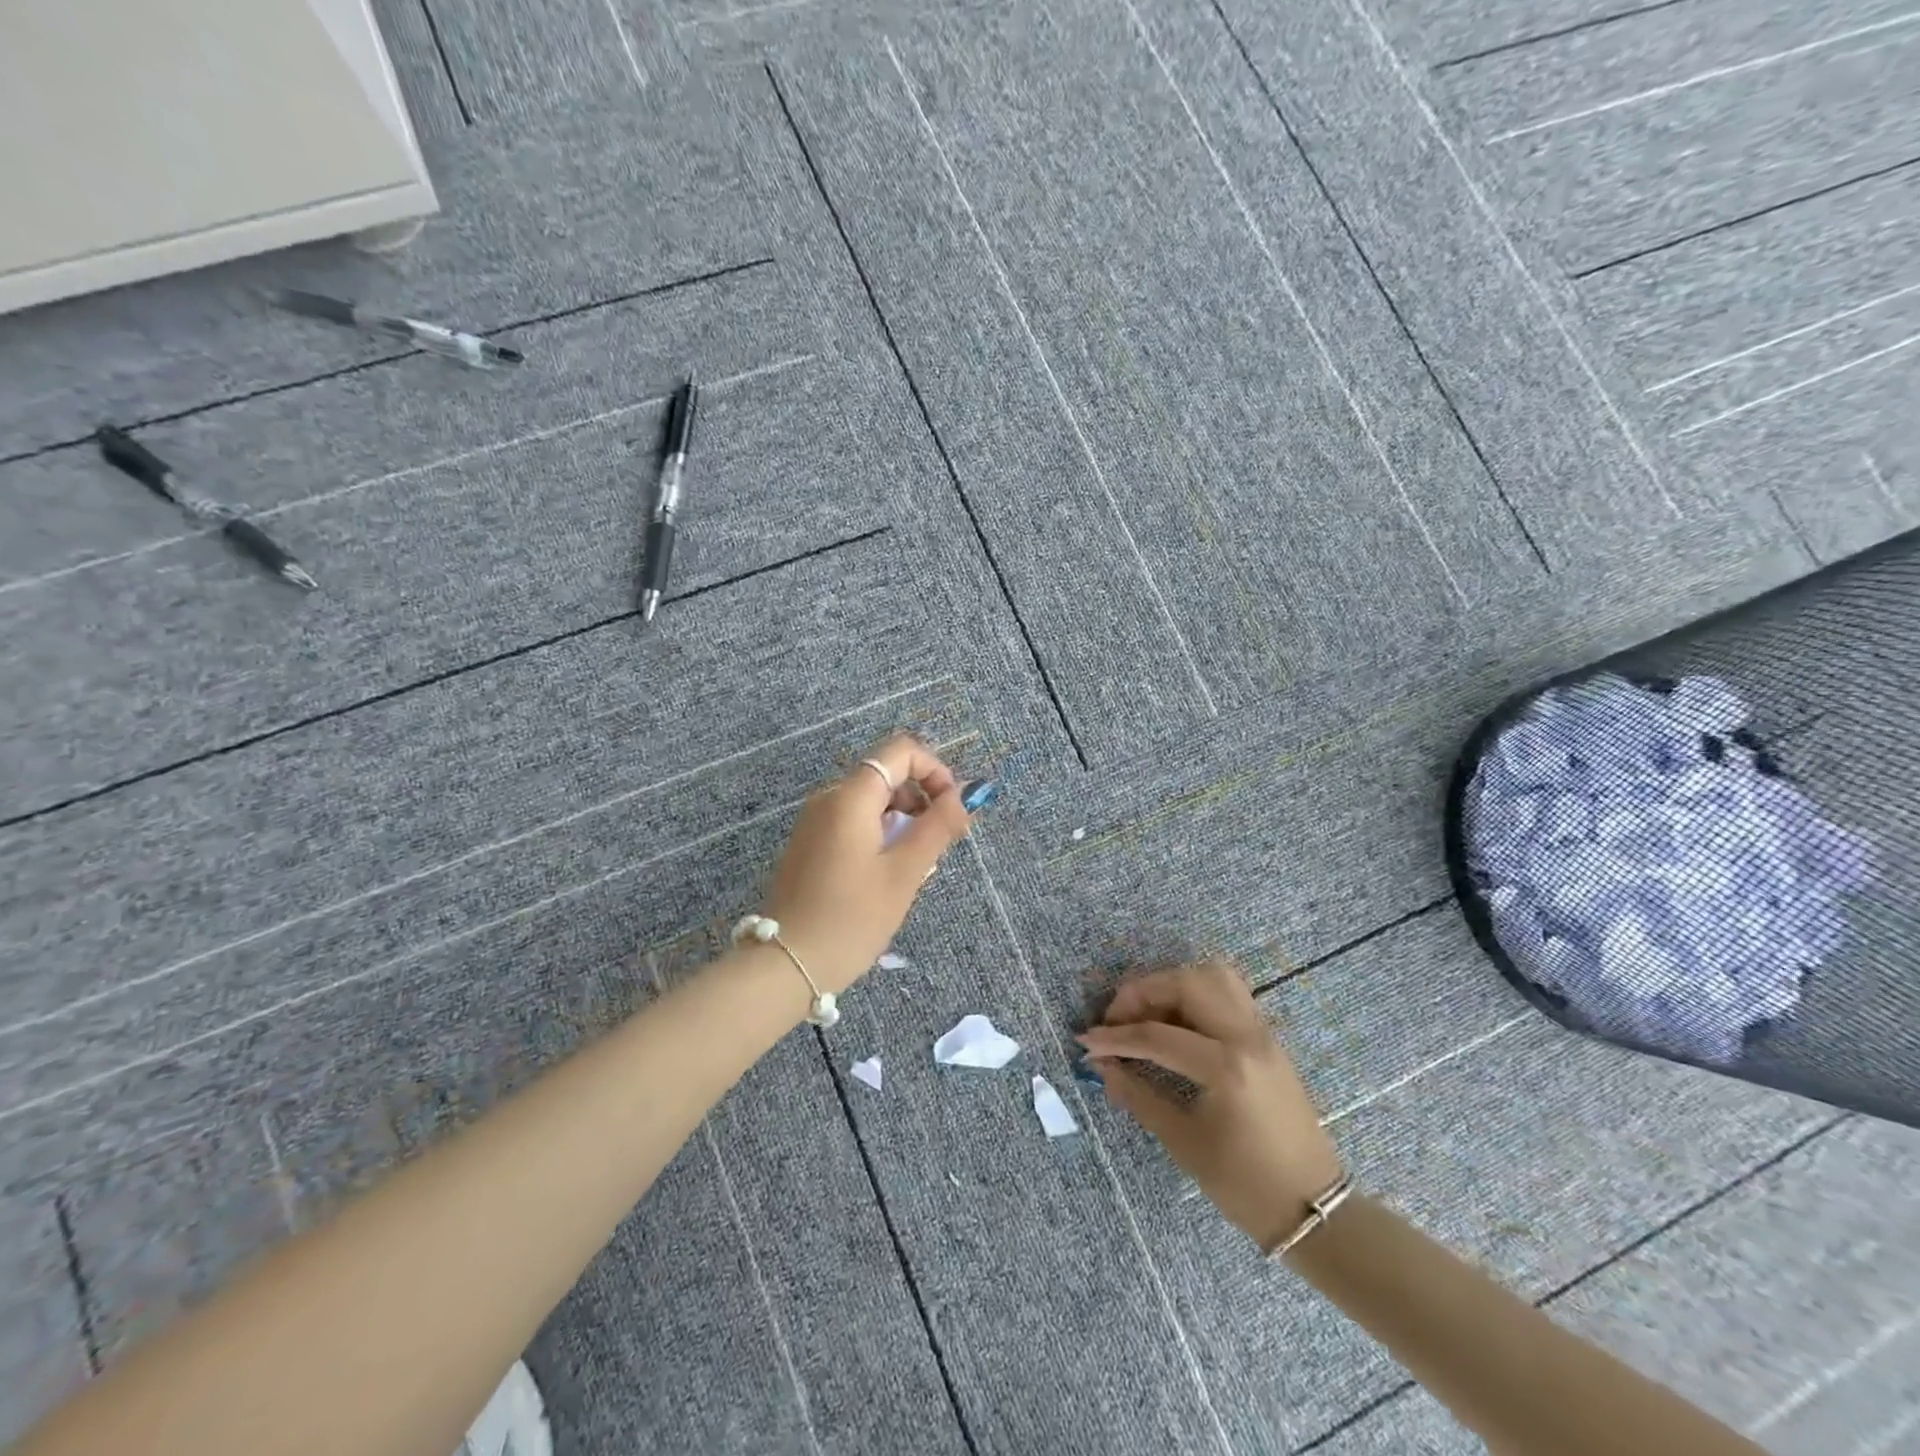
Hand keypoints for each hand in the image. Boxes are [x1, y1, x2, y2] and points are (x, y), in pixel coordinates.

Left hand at [761, 734, 975, 991]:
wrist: (786, 965)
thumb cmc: (851, 918)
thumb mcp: (904, 873)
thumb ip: (938, 826)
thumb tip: (966, 794)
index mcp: (850, 797)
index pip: (900, 752)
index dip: (935, 770)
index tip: (953, 809)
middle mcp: (828, 799)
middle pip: (886, 775)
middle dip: (922, 799)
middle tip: (943, 844)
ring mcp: (814, 822)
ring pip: (872, 802)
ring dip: (903, 821)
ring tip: (917, 866)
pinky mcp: (809, 845)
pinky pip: (854, 823)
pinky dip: (881, 835)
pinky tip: (888, 875)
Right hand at [1078, 960, 1343, 1252]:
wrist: (1314, 1209)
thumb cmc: (1245, 1186)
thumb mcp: (1183, 1143)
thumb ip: (1138, 1095)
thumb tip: (1100, 1066)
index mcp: (1227, 1068)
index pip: (1157, 1035)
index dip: (1115, 1037)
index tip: (1086, 1041)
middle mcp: (1247, 1037)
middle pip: (1186, 983)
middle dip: (1142, 993)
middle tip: (1116, 1020)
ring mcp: (1263, 1033)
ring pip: (1212, 975)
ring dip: (1171, 984)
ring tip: (1146, 1013)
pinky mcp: (1268, 1038)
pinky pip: (1229, 992)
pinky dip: (1195, 992)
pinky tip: (1175, 1020)